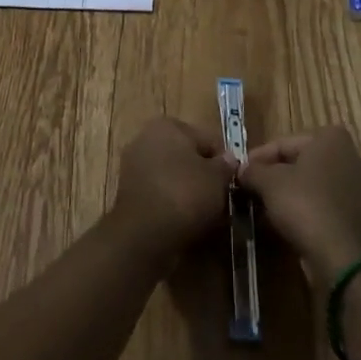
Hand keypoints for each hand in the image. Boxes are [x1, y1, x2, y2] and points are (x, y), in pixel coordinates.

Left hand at [112, 117, 239, 260]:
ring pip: (173, 177)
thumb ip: (225, 166)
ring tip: (206, 217)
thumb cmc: (184, 194)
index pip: (207, 139)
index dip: (224, 162)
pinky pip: (160, 194)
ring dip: (189, 192)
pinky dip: (172, 205)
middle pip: (187, 157)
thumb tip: (228, 159)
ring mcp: (133, 166)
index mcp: (168, 125)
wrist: (143, 234)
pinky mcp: (127, 193)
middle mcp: (146, 138)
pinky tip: (185, 223)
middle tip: (221, 201)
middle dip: (204, 176)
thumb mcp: (217, 179)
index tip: (233, 184)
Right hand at [239, 126, 360, 290]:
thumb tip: (242, 170)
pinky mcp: (359, 215)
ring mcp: (358, 187)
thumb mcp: (269, 182)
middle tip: (250, 189)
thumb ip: (253, 171)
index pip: (284, 143)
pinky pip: (324, 205)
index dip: (258, 158)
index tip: (240, 172)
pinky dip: (305, 210)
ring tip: (262, 208)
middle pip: (300, 162)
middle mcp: (350, 155)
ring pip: (312, 185)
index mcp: (331, 137)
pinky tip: (284, 223)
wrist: (343, 258)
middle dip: (274, 176)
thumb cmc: (305, 205)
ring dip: (287, 194)